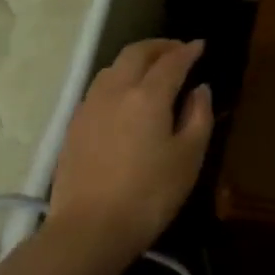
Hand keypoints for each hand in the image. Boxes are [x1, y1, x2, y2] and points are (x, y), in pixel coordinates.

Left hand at [46, 39, 213, 273]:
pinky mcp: (74, 125)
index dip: (188, 51)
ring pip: (113, 67)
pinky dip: (118, 79)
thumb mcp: (189, 157)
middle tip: (177, 50)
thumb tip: (200, 89)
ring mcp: (90, 106)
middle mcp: (116, 90)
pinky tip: (125, 96)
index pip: (172, 61)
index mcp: (148, 95)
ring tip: (151, 69)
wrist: (90, 228)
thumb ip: (199, 117)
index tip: (201, 45)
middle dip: (159, 46)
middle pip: (136, 53)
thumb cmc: (150, 194)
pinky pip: (99, 87)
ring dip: (136, 60)